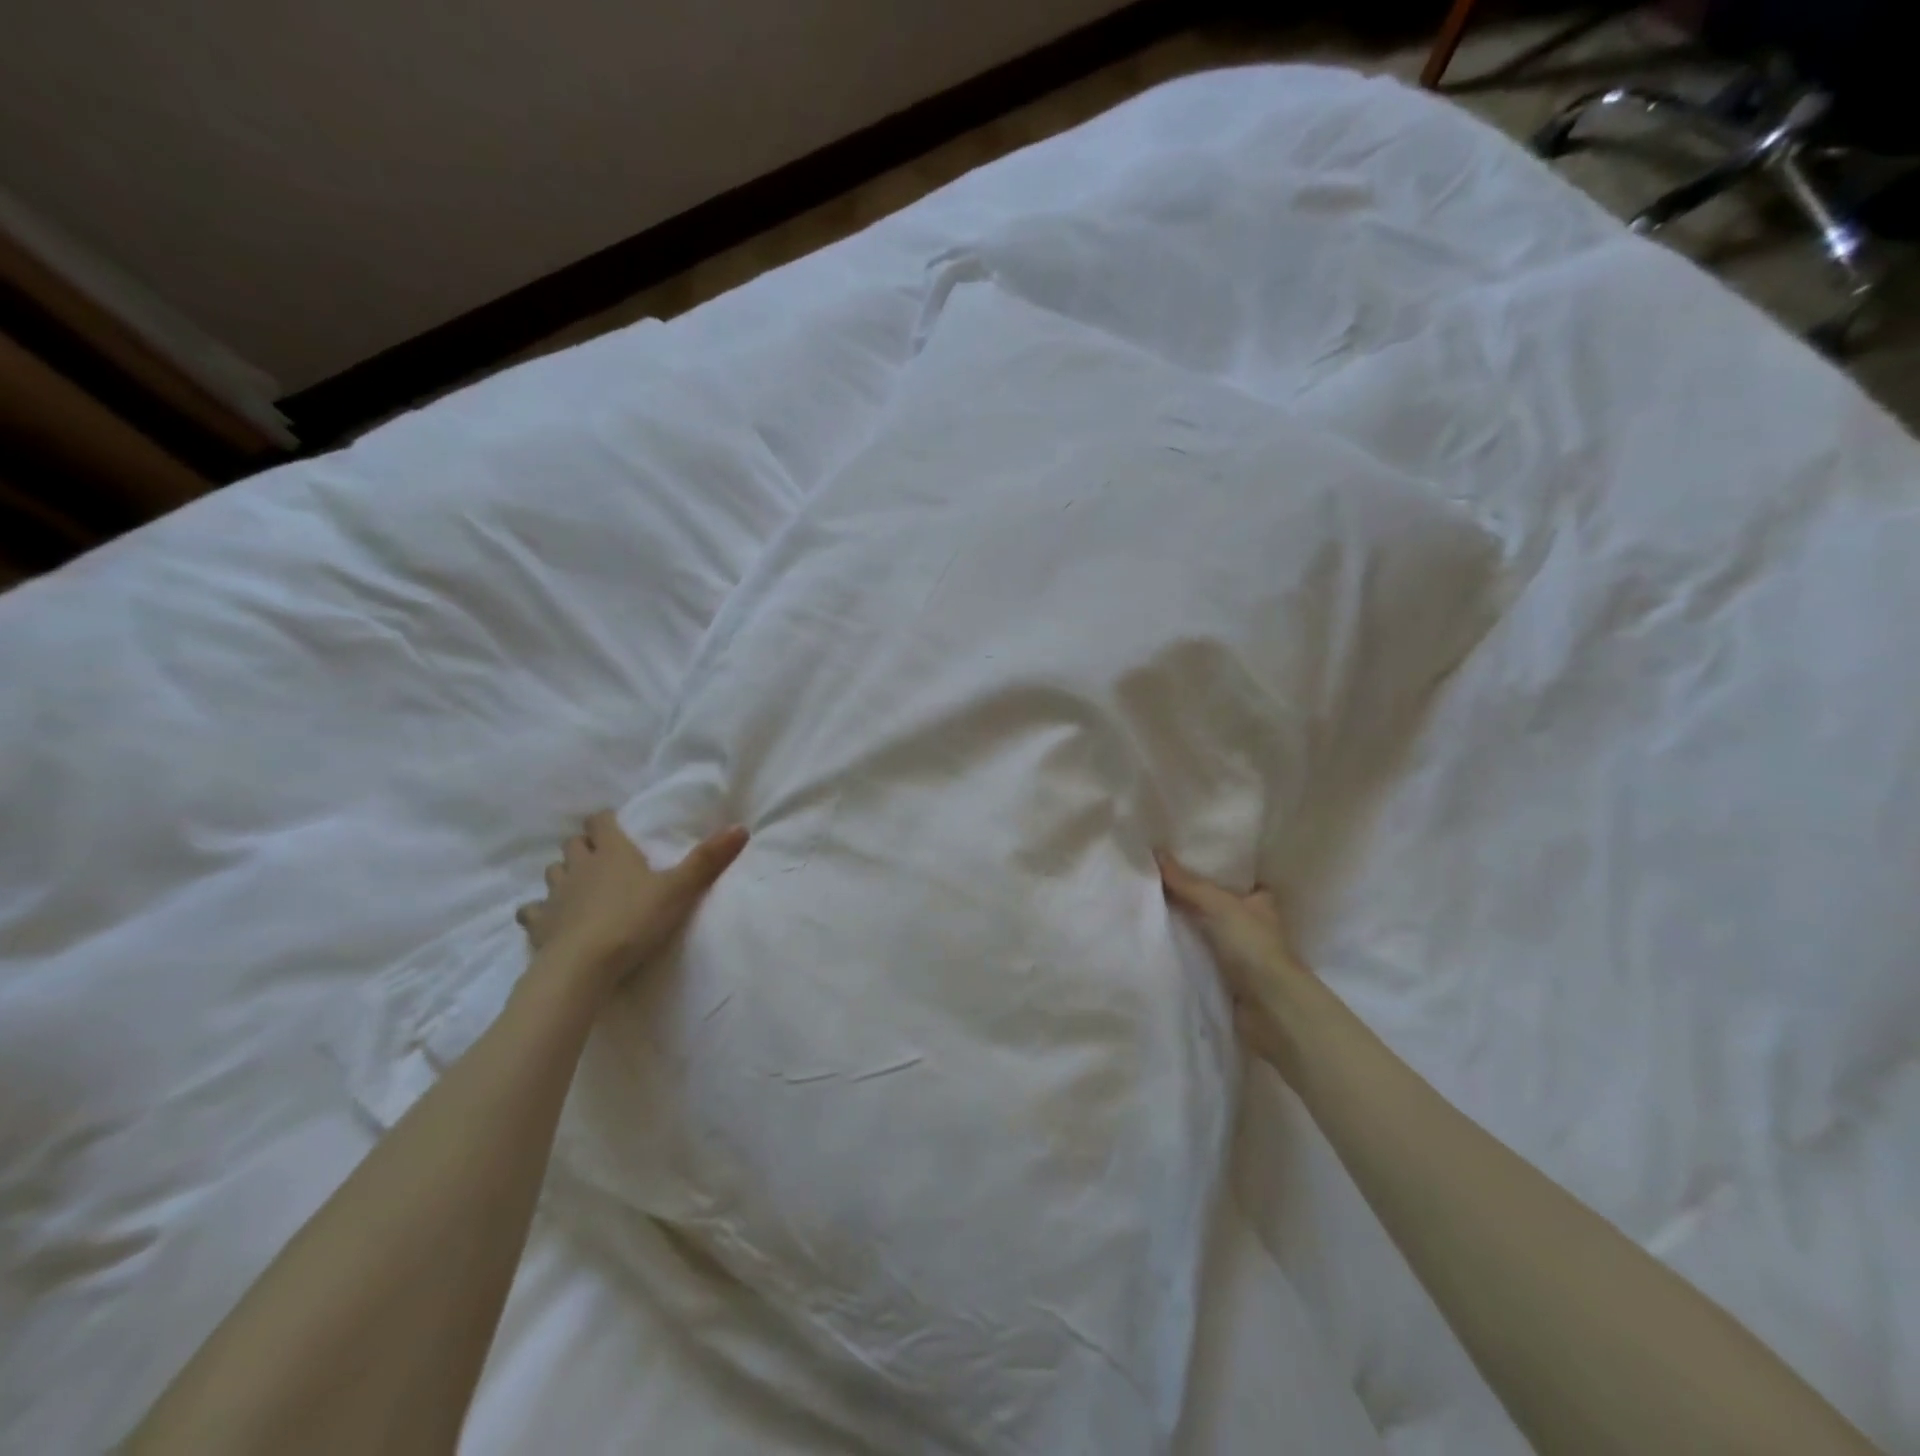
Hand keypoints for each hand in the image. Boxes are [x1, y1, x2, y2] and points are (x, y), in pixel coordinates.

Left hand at [518, 811, 747, 996]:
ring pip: (553, 872)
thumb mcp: (679, 890)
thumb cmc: (633, 920)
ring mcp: (555, 895)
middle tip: (601, 857)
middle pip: (573, 845)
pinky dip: (540, 911)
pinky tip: (551, 919)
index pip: (601, 822)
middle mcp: (579, 866)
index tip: (614, 824)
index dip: (606, 821)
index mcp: (612, 852)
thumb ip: (708, 860)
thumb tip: (741, 827)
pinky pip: (532, 911)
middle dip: (584, 846)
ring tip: (579, 885)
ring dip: (564, 874)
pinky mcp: (539, 925)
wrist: (583, 966)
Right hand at [1156, 851, 1317, 1078]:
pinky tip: (1156, 937)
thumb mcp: (1218, 905)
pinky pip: (1198, 954)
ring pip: (1205, 929)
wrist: (1270, 1008)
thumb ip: (1187, 882)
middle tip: (1153, 877)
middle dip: (1189, 895)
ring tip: (1146, 902)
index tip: (1177, 856)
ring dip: (1183, 923)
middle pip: (1214, 902)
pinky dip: (1182, 948)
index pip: (1233, 877)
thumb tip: (1155, 852)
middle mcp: (1253, 923)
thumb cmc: (1253, 946)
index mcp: (1261, 900)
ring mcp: (1240, 952)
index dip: (1209, 867)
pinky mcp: (1226, 977)